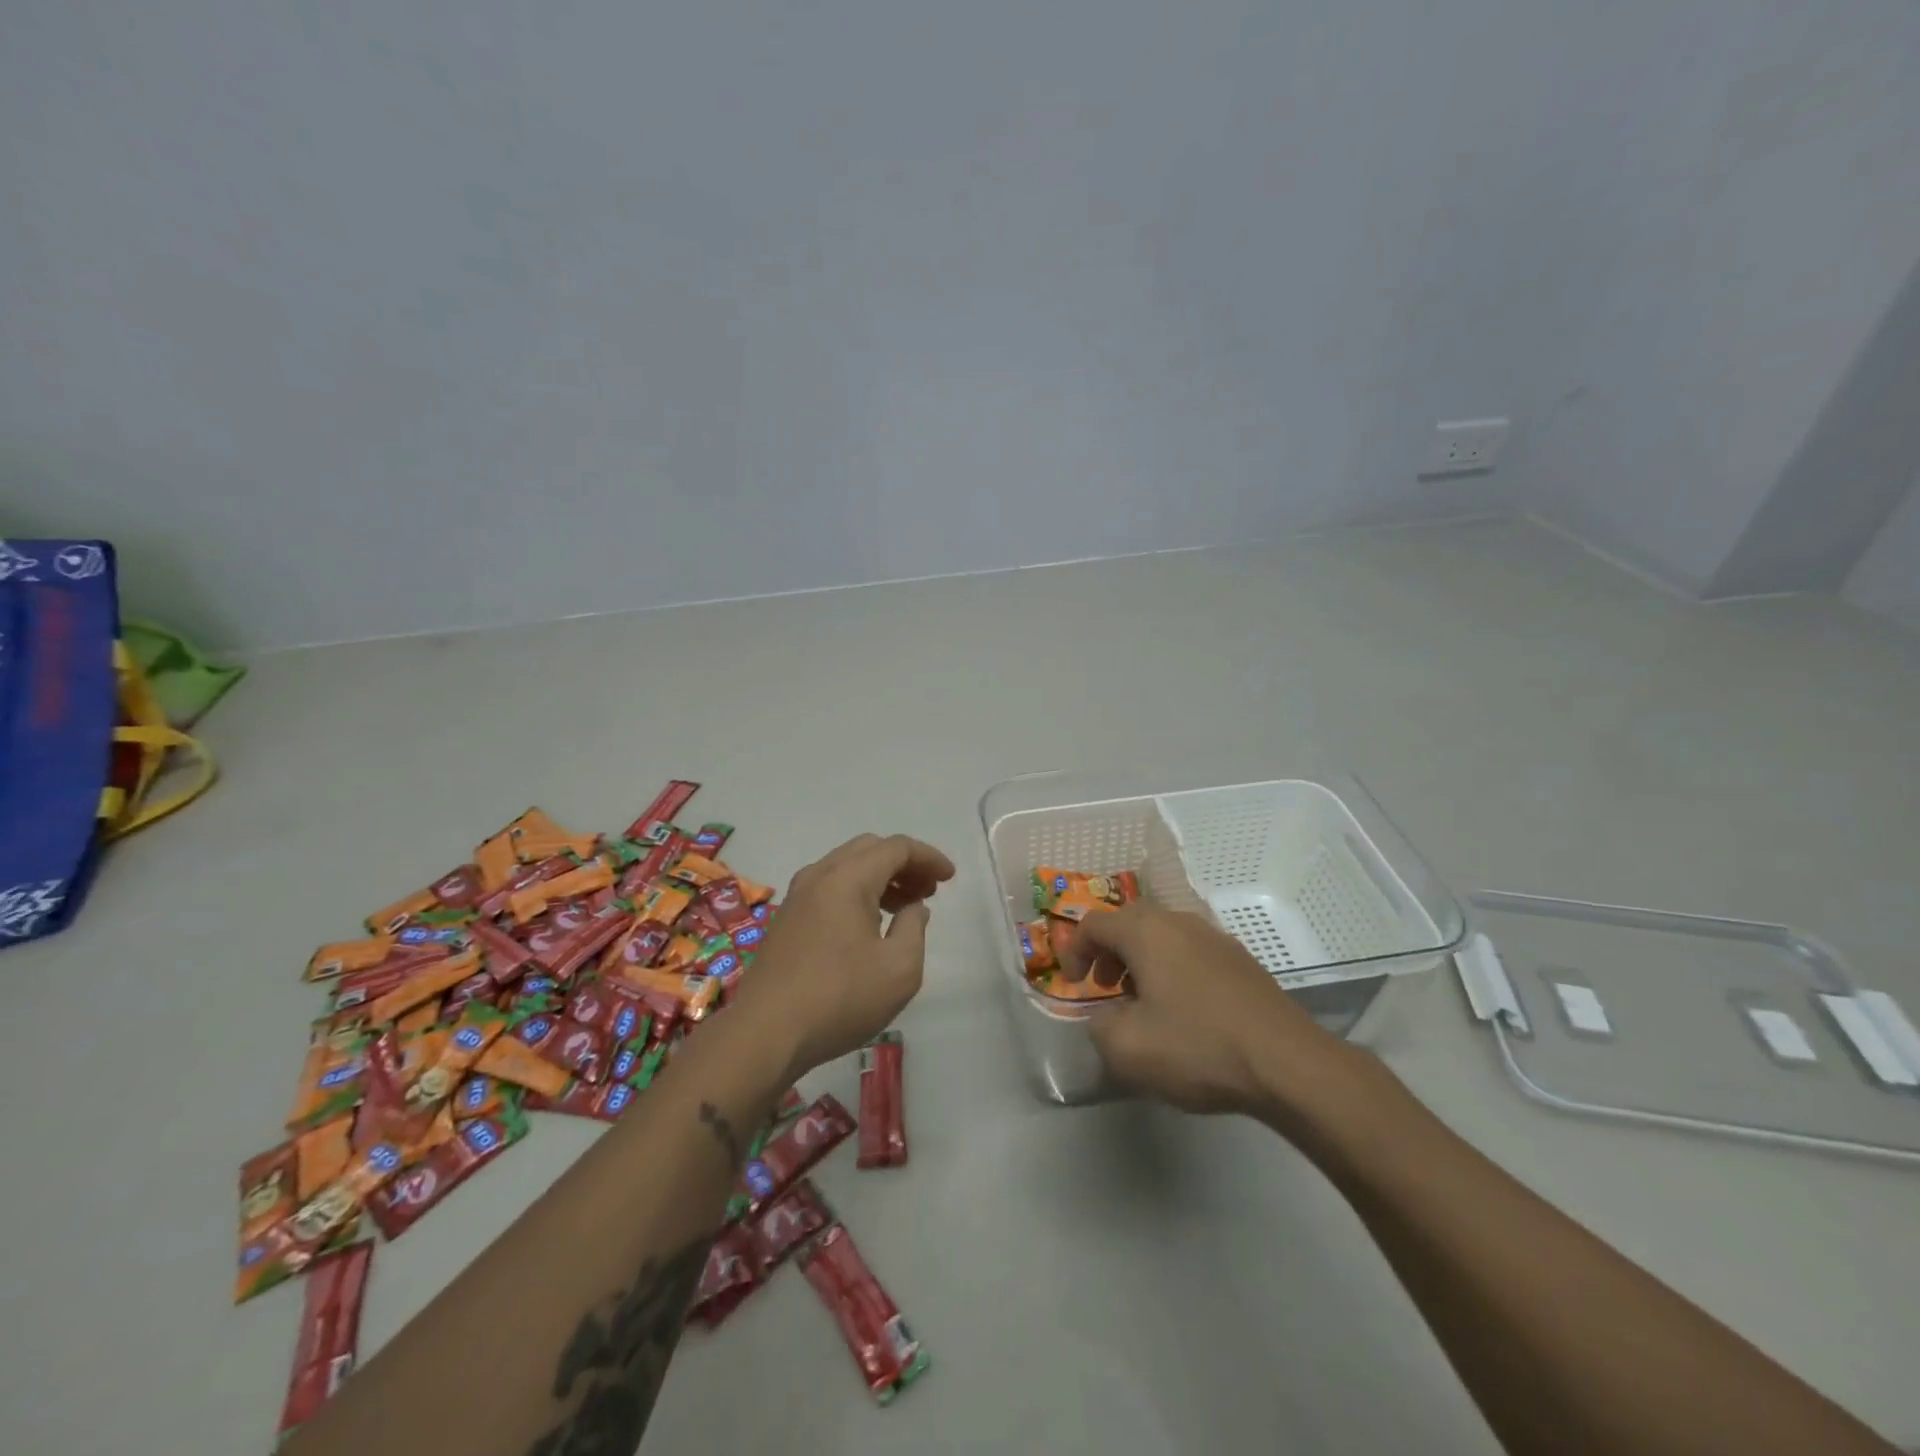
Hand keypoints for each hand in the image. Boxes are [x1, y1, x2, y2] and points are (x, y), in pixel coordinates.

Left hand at [729, 833, 955, 1078]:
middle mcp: (819, 876)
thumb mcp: (899, 969)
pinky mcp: (787, 920)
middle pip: (869, 849)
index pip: (896, 848)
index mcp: (847, 878)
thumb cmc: (840, 998)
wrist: (765, 1033)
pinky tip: (871, 923)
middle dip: (904, 864)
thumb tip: (912, 908)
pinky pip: (830, 887)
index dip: (928, 857)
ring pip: (847, 867)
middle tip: (929, 890)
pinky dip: (858, 892)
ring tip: (906, 906)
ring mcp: (797, 897)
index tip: (950, 878)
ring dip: (881, 877)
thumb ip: (914, 928)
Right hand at [1060, 903, 1353, 1117]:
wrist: (1287, 1063)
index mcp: (1146, 931)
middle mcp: (1179, 921)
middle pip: (1129, 922)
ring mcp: (1215, 938)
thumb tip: (1106, 1017)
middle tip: (1104, 987)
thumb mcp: (1127, 1048)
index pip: (1093, 924)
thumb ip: (1099, 1026)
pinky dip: (1172, 969)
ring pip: (1163, 936)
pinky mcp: (1241, 961)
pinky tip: (1184, 1011)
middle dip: (1109, 951)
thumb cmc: (1198, 1047)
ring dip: (1141, 961)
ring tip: (1142, 1002)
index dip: (1074, 950)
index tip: (1072, 983)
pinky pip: (1191, 952)